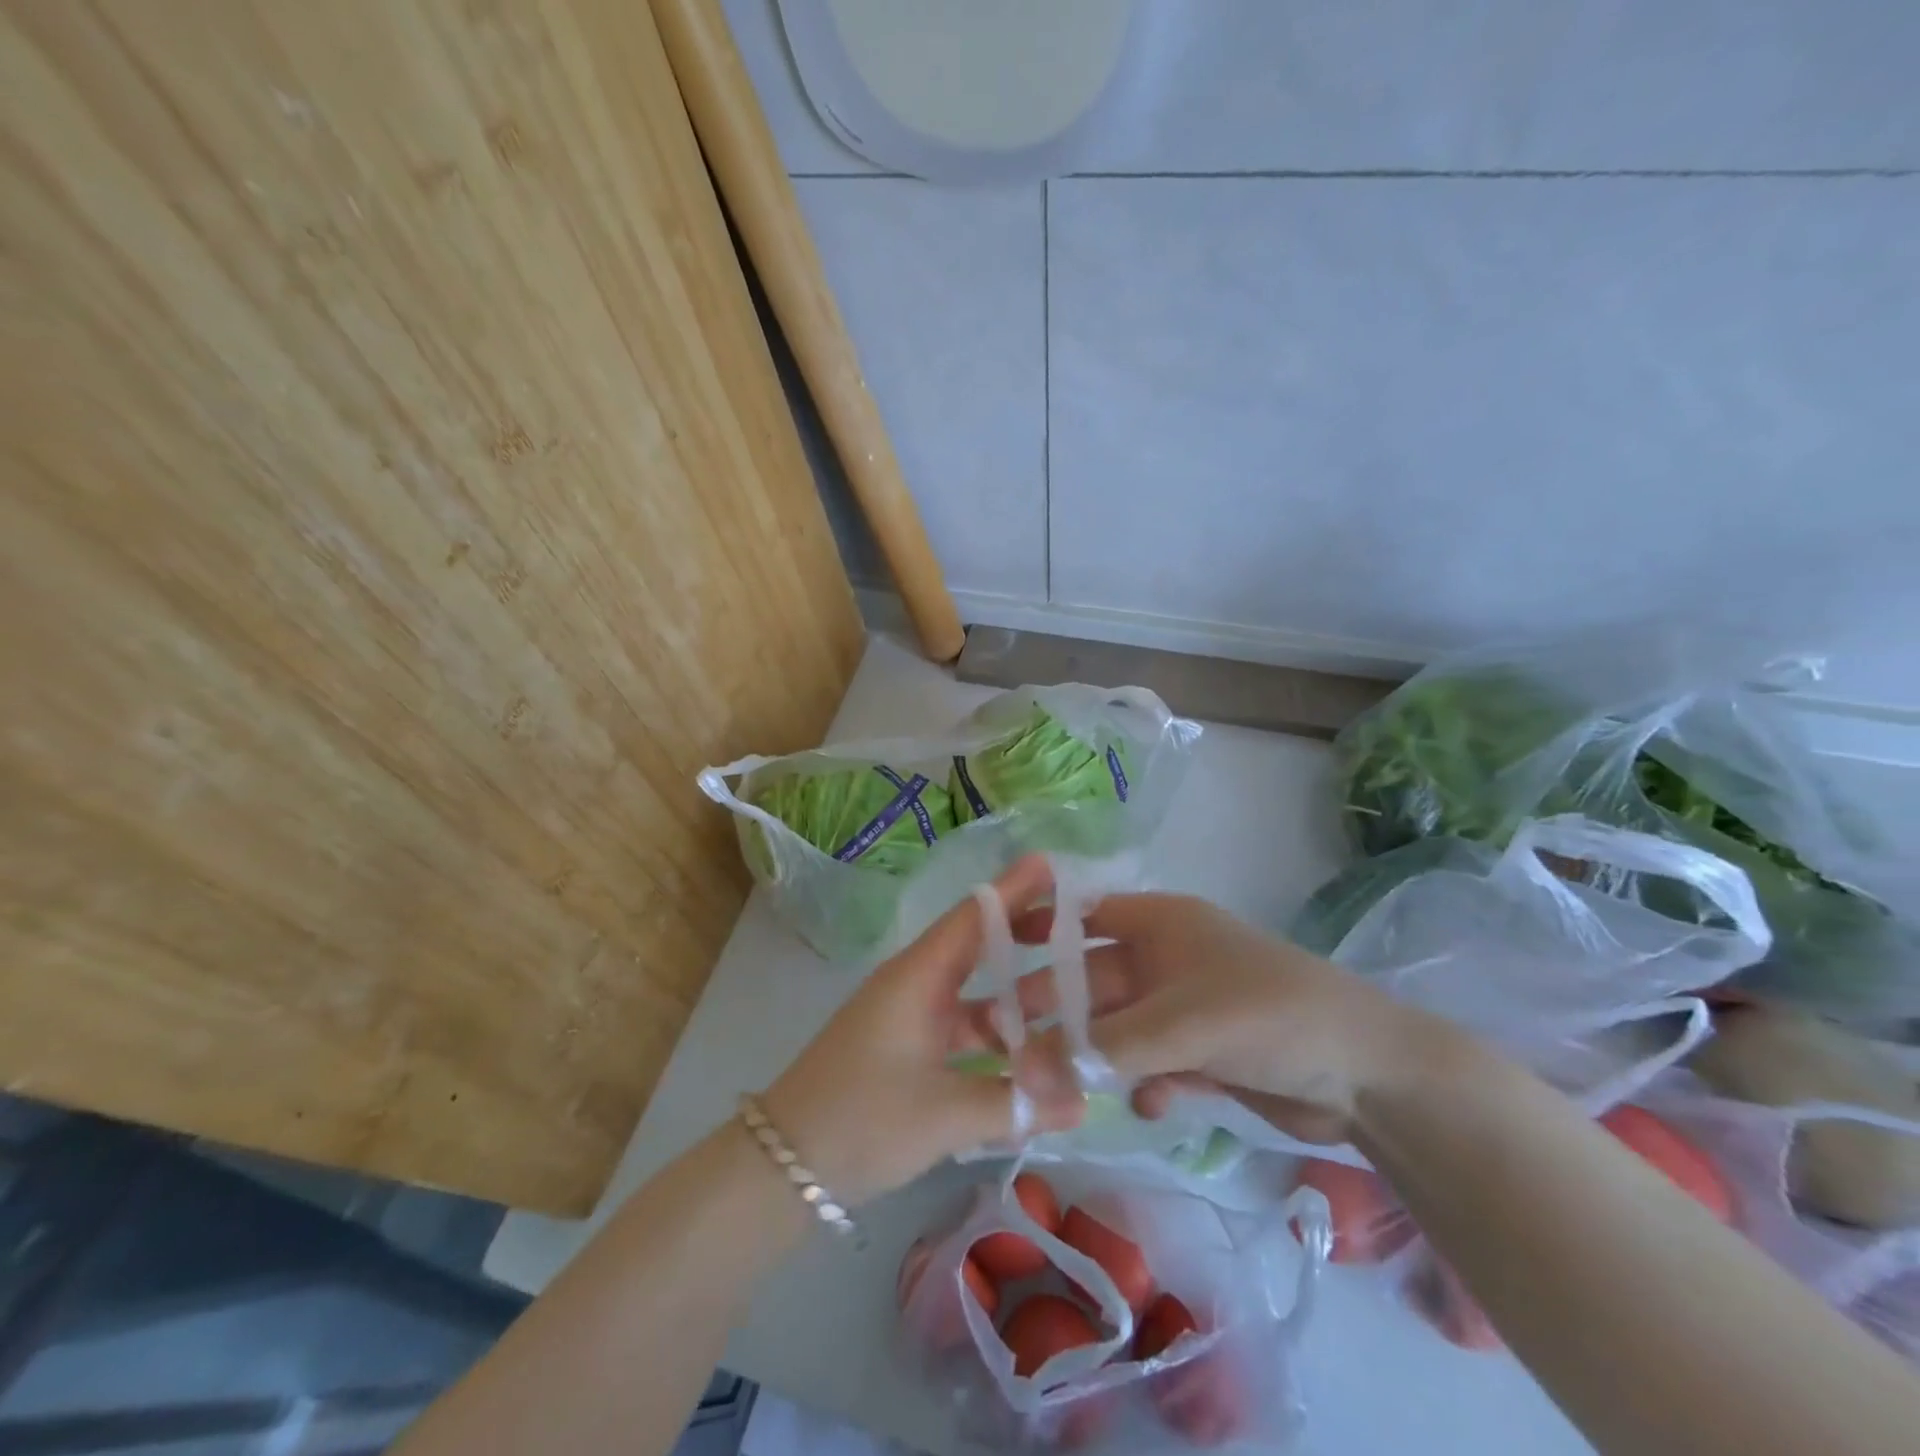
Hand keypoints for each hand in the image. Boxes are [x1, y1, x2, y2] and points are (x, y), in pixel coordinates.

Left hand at [761, 857, 1085, 1205]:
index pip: (974, 916)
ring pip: (972, 990)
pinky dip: (994, 1032)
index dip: (1014, 889)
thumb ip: (1017, 1104)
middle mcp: (914, 983)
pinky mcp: (905, 1045)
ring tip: (1070, 987)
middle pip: (977, 944)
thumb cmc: (862, 1119)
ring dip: (1014, 989)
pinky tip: (1028, 1049)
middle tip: (1077, 922)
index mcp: (919, 976)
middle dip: (1024, 932)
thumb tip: (1085, 1099)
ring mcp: (908, 1014)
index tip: (1053, 864)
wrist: (783, 1163)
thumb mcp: (944, 1115)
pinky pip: (960, 1024)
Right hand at [1007, 891, 1432, 1145]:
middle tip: (1003, 1038)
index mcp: (1161, 924)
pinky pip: (1154, 1063)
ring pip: (1119, 1027)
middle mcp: (1166, 959)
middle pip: (1093, 979)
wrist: (1369, 1074)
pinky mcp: (1204, 1053)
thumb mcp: (1180, 1024)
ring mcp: (1185, 1008)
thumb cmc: (1267, 1015)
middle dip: (1054, 1007)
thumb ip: (1102, 1048)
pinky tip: (1152, 1104)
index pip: (1083, 915)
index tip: (992, 955)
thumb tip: (1022, 1069)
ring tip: (1055, 1086)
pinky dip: (1146, 1082)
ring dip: (1094, 1053)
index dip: (1039, 929)